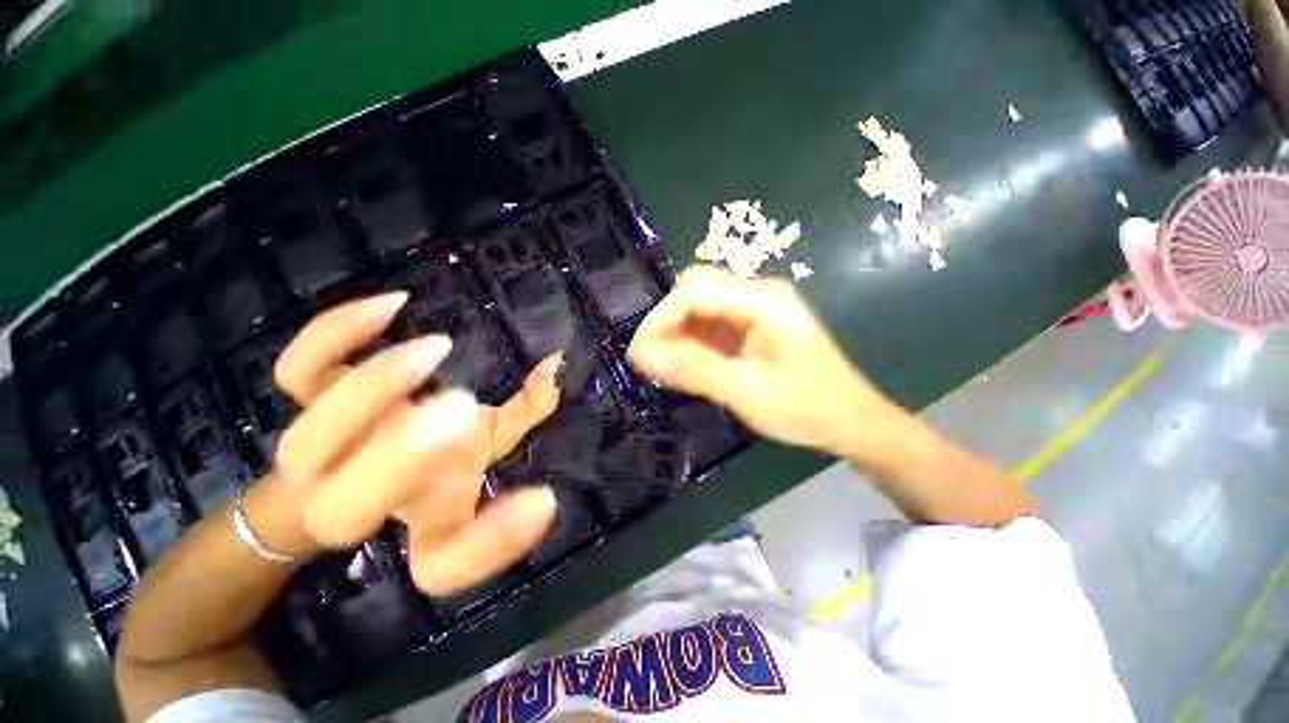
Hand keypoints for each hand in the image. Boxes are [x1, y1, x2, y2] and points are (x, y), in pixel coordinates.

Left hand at [264, 293, 561, 593]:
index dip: (490, 544)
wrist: (352, 458)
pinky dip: (335, 335)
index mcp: (422, 518)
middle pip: (344, 510)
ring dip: (371, 391)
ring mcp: (324, 450)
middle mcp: (363, 498)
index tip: (543, 498)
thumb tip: (554, 368)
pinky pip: (298, 372)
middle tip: (460, 405)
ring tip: (435, 349)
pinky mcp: (311, 401)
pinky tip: (394, 305)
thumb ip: (527, 412)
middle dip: (400, 458)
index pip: (443, 564)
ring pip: (307, 441)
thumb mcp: (491, 443)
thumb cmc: (436, 459)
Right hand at [627, 266, 894, 458]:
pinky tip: (686, 364)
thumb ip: (692, 369)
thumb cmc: (805, 407)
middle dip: (667, 322)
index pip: (693, 292)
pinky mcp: (753, 327)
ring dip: (677, 333)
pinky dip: (692, 342)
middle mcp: (757, 294)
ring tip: (664, 366)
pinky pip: (712, 325)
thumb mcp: (745, 391)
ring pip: (700, 308)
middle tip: (652, 359)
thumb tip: (640, 355)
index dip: (659, 320)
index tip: (638, 355)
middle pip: (695, 291)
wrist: (852, 422)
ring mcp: (756, 310)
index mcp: (761, 300)